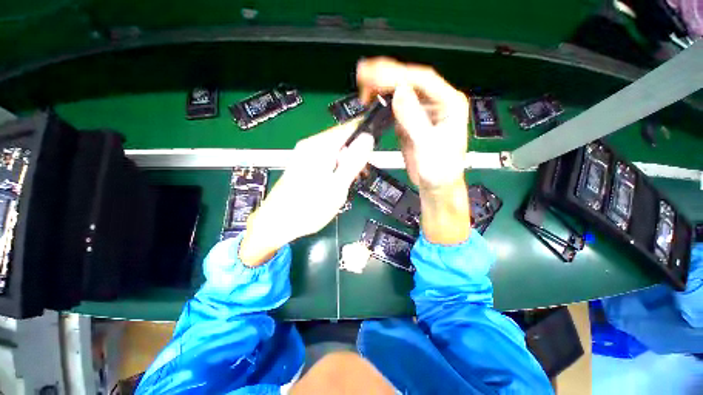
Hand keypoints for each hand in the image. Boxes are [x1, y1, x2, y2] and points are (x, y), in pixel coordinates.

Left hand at [239, 121, 373, 265]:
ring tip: (351, 180)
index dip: (365, 136)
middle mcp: (310, 145)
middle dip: (356, 153)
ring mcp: (305, 153)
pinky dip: (336, 167)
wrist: (277, 223)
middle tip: (361, 174)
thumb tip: (368, 138)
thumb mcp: (337, 187)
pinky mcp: (303, 163)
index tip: (374, 152)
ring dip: (347, 162)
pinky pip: (326, 158)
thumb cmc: (309, 208)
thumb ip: (353, 162)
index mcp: (319, 147)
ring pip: (335, 150)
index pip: (349, 128)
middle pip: (342, 139)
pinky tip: (338, 181)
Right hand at [358, 57, 470, 243]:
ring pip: (401, 91)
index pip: (423, 81)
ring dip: (382, 86)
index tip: (374, 76)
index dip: (398, 75)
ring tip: (363, 83)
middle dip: (386, 75)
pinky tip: (371, 99)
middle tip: (363, 73)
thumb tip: (399, 93)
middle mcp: (436, 103)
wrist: (435, 185)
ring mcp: (422, 111)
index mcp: (449, 104)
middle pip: (411, 81)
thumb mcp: (428, 146)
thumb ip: (414, 120)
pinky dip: (382, 101)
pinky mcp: (410, 121)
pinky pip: (395, 106)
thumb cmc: (439, 170)